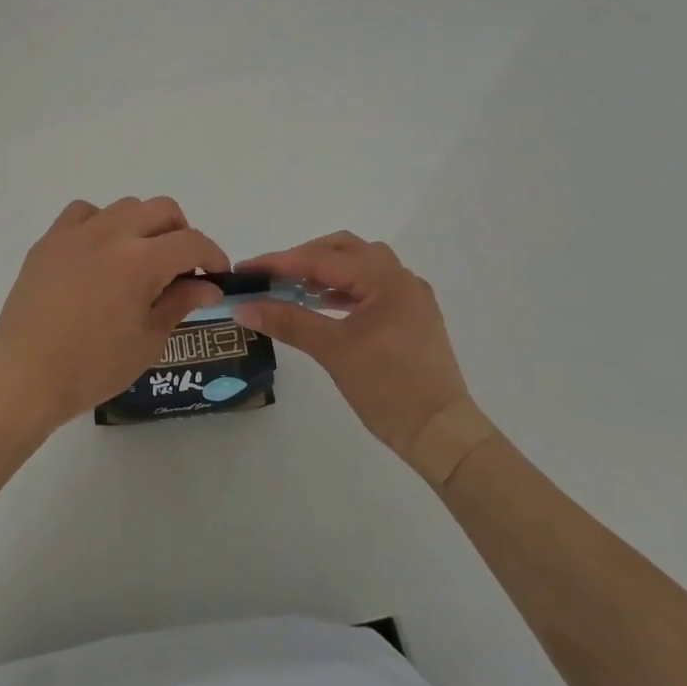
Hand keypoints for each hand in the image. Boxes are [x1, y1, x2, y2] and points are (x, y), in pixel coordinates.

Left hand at [0, 198, 227, 432]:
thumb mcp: (148, 340)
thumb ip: (180, 303)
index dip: (212, 255)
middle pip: (162, 209)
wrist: (26, 375)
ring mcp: (77, 232)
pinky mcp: (50, 240)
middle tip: (181, 266)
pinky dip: (101, 223)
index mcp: (142, 260)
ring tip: (139, 258)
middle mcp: (113, 233)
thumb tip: (208, 286)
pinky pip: (83, 212)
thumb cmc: (93, 366)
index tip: (216, 275)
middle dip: (182, 233)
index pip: (192, 242)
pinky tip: (99, 250)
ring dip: (143, 225)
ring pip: (125, 206)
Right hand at [232, 233, 471, 467]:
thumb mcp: (333, 352)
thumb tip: (243, 307)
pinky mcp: (412, 317)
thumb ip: (288, 321)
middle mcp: (401, 278)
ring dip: (325, 271)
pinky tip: (322, 304)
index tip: (246, 269)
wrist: (443, 435)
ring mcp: (410, 297)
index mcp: (386, 279)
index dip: (280, 262)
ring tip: (292, 288)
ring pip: (359, 266)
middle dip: (304, 258)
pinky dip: (343, 289)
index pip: (323, 259)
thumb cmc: (389, 389)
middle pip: (344, 250)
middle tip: (271, 276)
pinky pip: (371, 287)